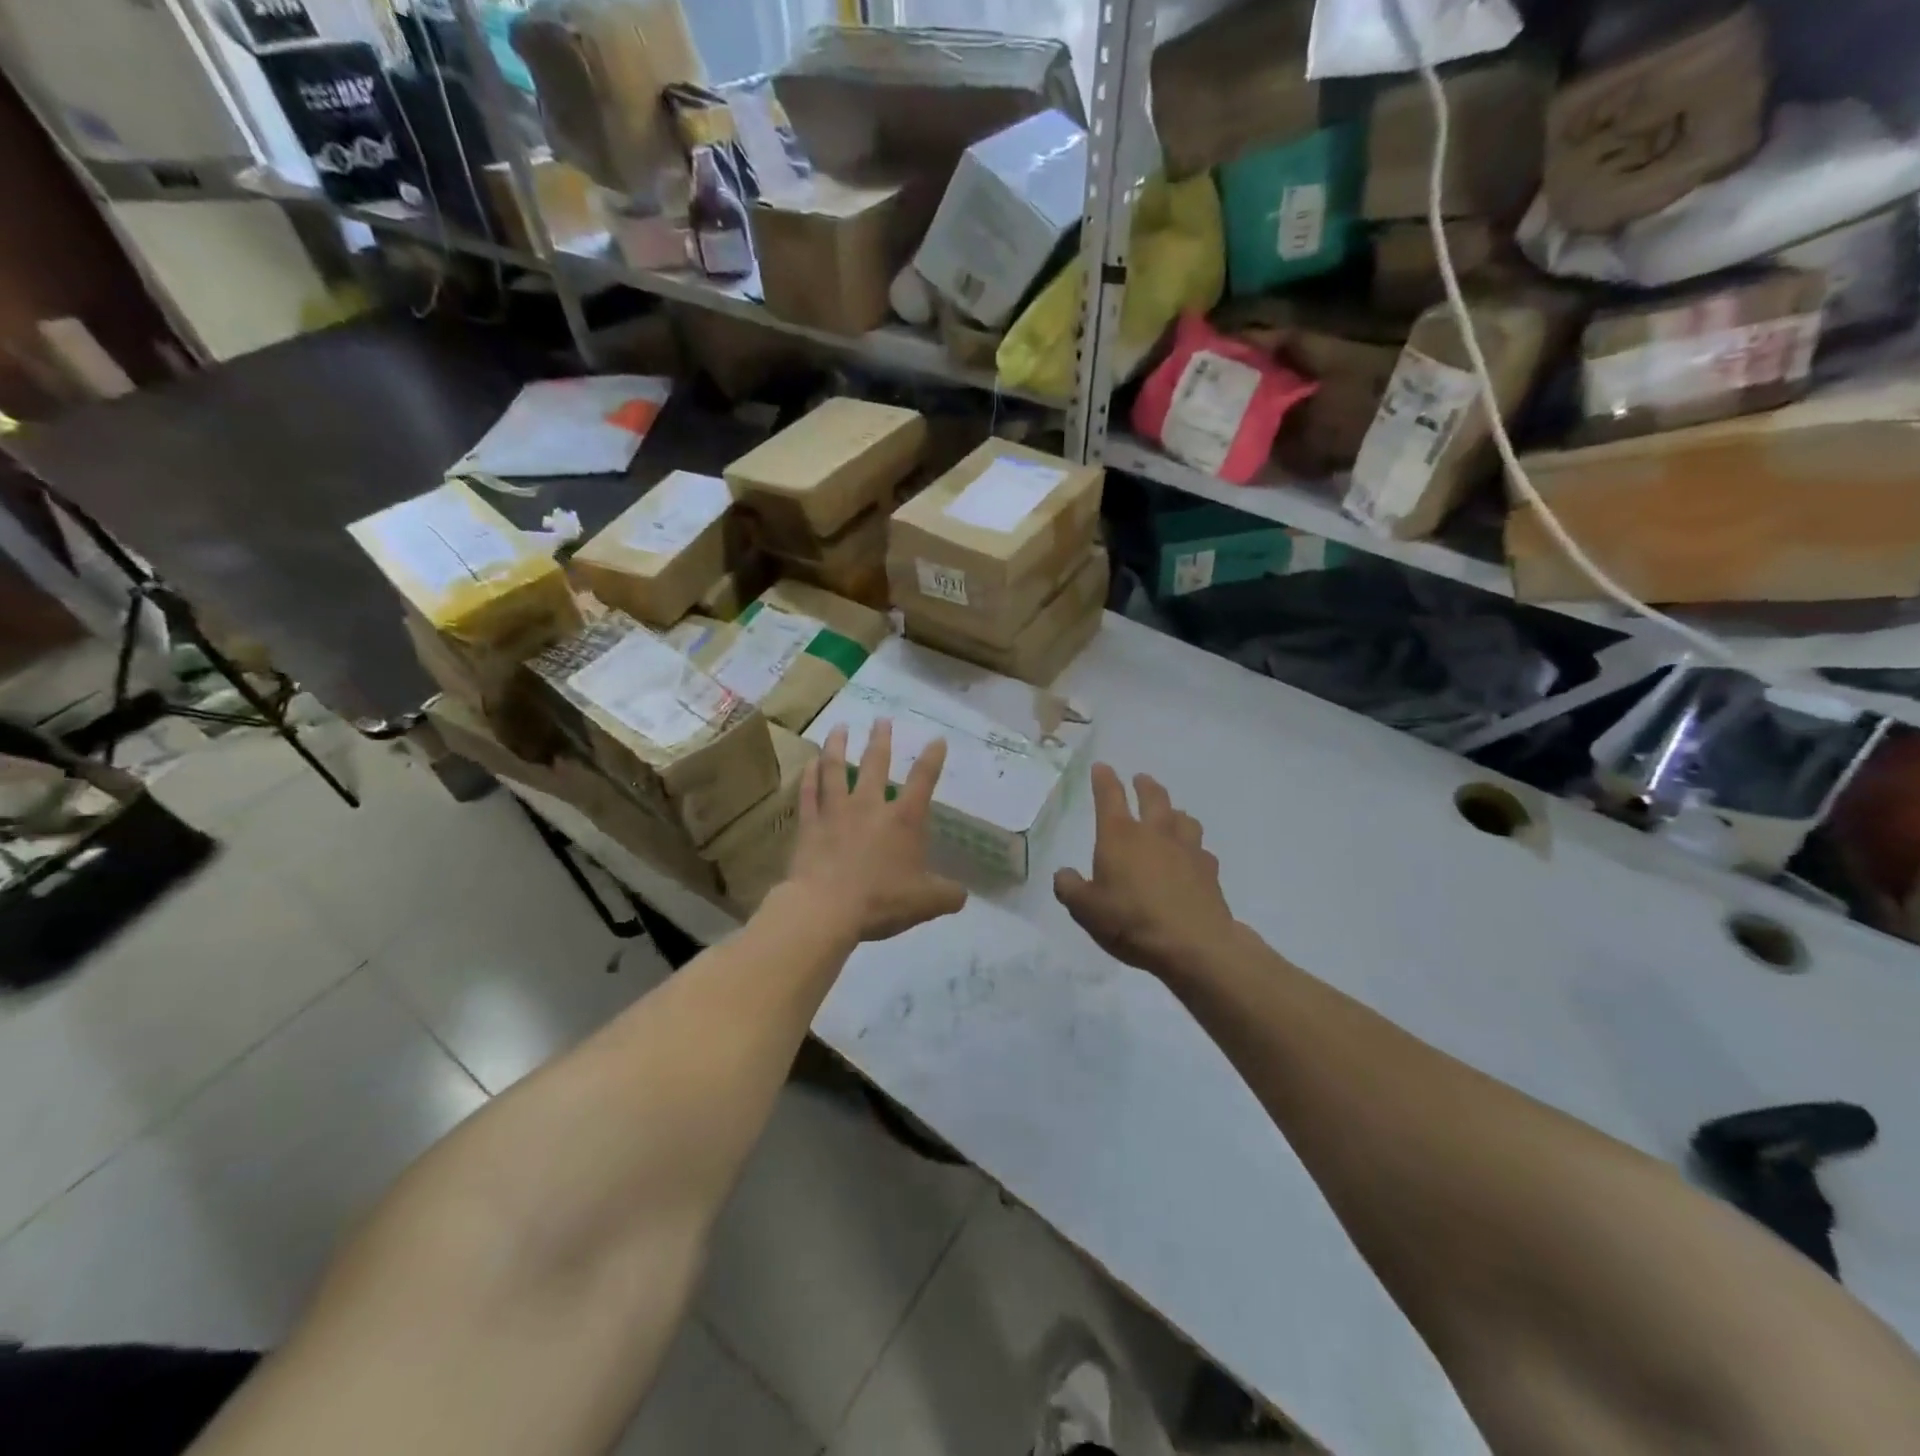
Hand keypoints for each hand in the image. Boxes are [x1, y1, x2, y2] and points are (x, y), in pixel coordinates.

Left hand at [788, 720, 967, 942]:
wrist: (826, 909)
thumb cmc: (881, 901)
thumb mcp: (926, 902)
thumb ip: (948, 895)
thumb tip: (962, 894)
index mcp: (903, 819)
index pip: (923, 781)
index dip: (932, 759)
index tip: (937, 740)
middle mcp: (870, 806)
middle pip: (876, 764)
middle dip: (880, 740)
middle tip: (880, 719)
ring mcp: (836, 812)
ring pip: (835, 769)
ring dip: (838, 746)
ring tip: (839, 727)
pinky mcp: (809, 825)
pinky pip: (809, 793)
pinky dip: (809, 775)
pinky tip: (810, 762)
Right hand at [1054, 764, 1236, 978]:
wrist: (1193, 943)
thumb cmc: (1131, 920)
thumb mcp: (1086, 909)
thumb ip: (1070, 888)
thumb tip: (1064, 874)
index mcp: (1120, 836)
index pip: (1109, 797)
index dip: (1104, 779)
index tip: (1102, 767)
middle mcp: (1154, 833)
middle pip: (1153, 798)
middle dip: (1145, 785)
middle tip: (1141, 779)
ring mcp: (1186, 849)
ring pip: (1183, 818)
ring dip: (1174, 812)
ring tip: (1171, 814)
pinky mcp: (1209, 870)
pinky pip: (1201, 849)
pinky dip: (1194, 847)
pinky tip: (1192, 856)